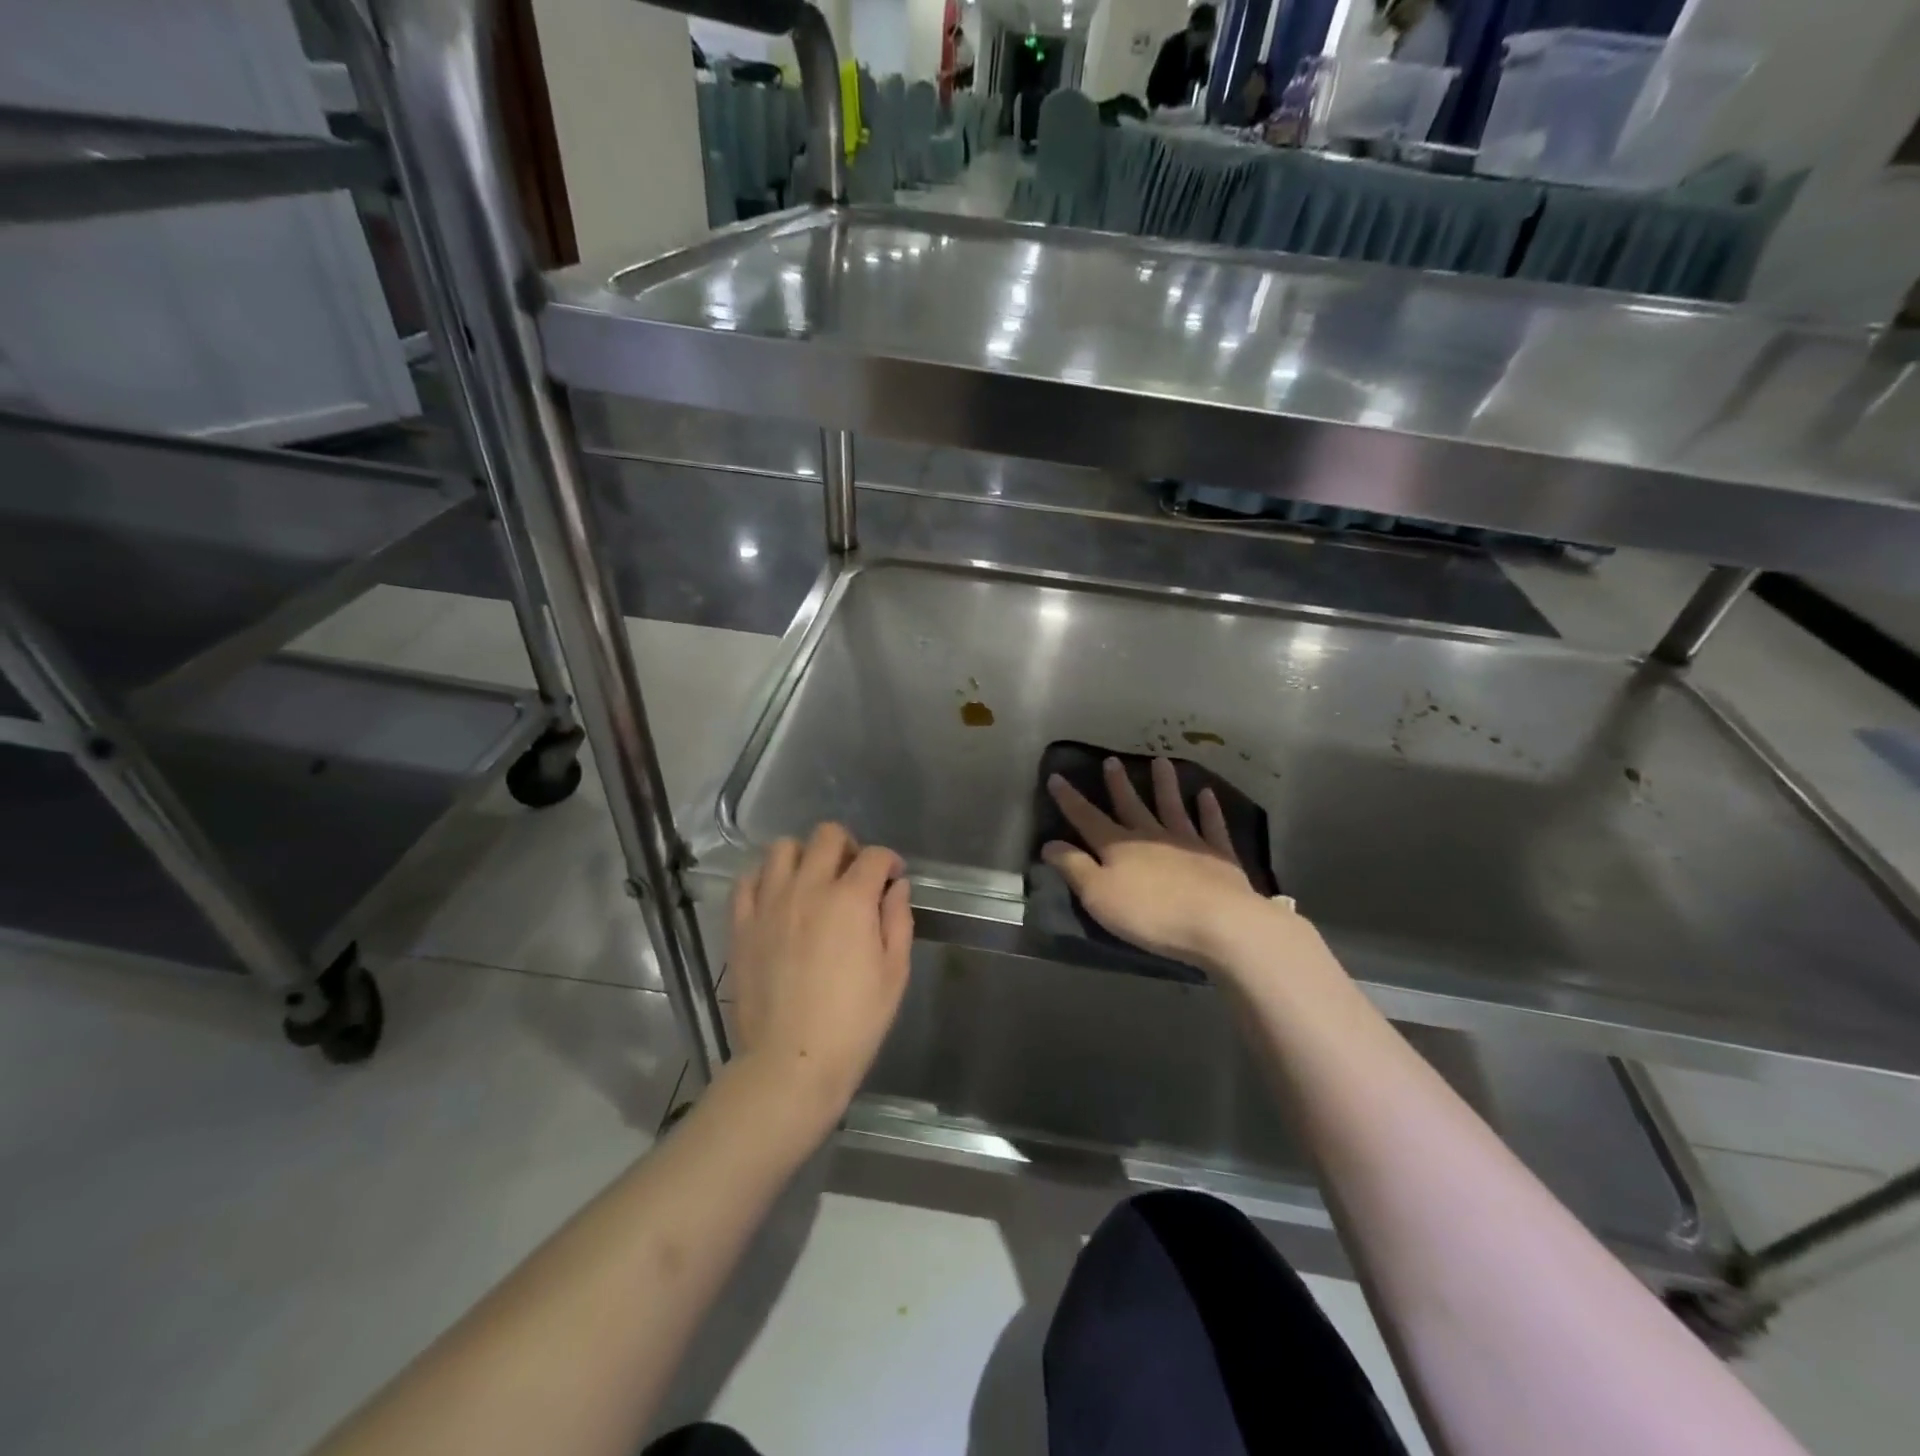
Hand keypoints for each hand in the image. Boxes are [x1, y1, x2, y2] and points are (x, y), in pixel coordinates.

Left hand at [728, 823, 913, 1135]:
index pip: (874, 856)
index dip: (889, 861)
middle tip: (854, 874)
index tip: (892, 877)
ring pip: (782, 848)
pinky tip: (777, 896)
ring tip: (812, 881)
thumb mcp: (894, 974)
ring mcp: (769, 903)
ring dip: (804, 855)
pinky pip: (747, 879)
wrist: (791, 1062)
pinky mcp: (742, 923)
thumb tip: (896, 887)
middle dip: (848, 847)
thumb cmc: (854, 1023)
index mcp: (851, 900)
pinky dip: (765, 877)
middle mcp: (808, 888)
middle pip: (827, 836)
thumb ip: (897, 921)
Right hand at [1043, 757, 1274, 971]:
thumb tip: (1049, 843)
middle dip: (1118, 785)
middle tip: (1111, 760)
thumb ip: (1074, 867)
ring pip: (1172, 807)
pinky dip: (1208, 810)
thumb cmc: (1150, 913)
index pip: (1087, 818)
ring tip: (1161, 761)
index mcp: (1118, 846)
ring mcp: (1187, 842)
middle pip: (1130, 806)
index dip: (1070, 800)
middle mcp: (1150, 836)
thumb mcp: (1098, 895)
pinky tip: (1206, 794)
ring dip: (1165, 785)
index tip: (1056, 777)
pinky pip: (1211, 826)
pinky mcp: (1218, 856)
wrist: (1217, 922)